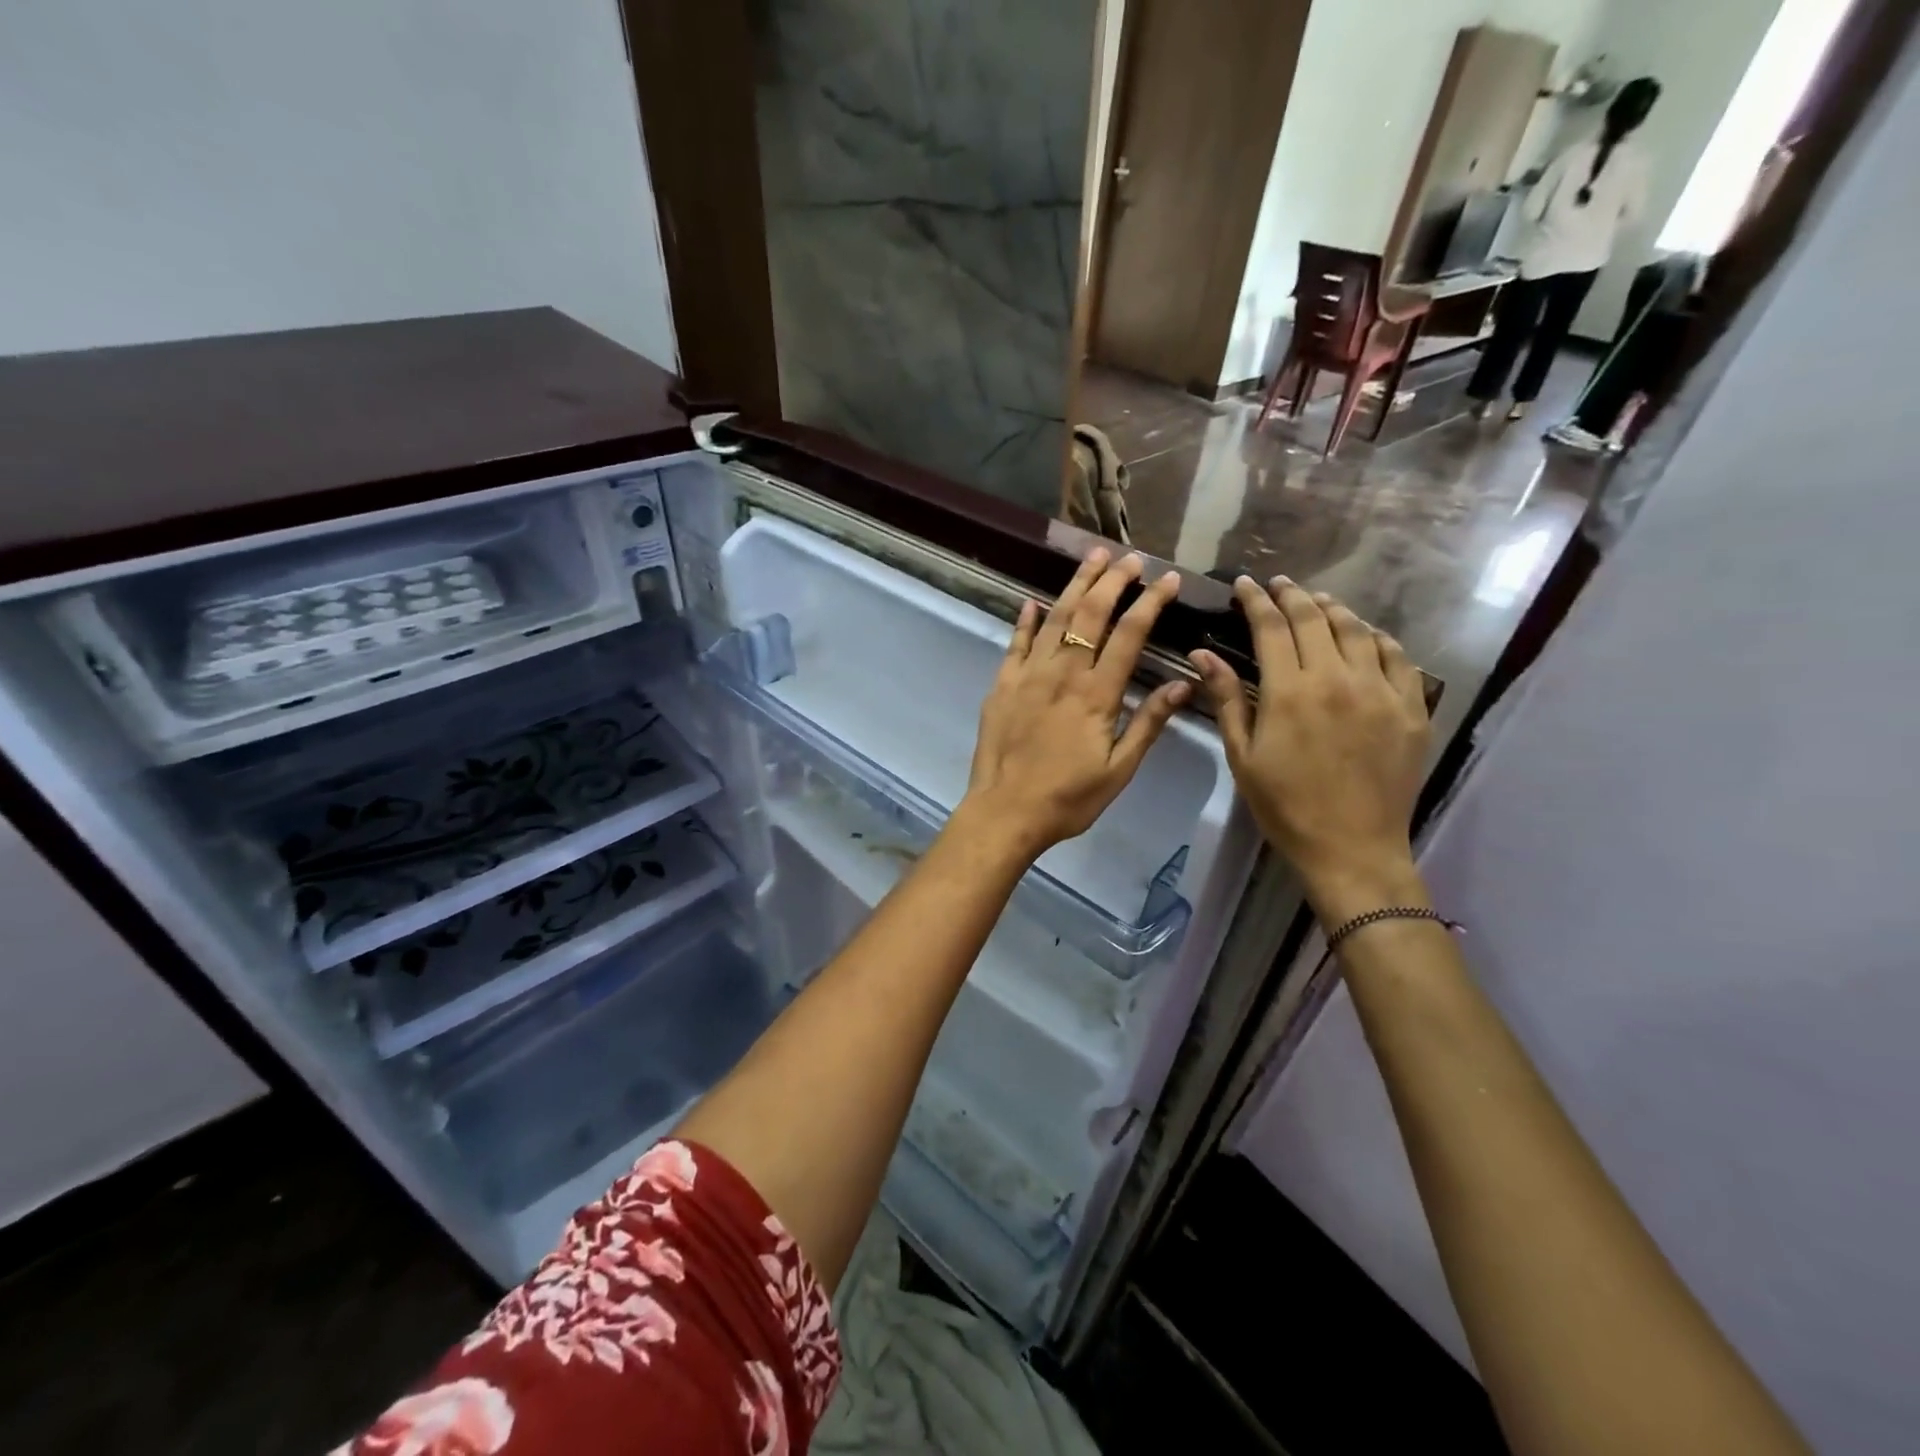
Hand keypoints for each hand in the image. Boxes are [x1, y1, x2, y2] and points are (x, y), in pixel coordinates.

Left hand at [958, 549, 1190, 863]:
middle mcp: (1062, 673)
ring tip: (1092, 559)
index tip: (1167, 579)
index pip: (1129, 635)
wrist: (1005, 811)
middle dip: (1112, 581)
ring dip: (1075, 586)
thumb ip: (1148, 723)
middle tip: (1129, 557)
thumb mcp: (1118, 769)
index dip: (1150, 603)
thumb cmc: (1068, 798)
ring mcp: (1027, 676)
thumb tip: (1184, 684)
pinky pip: (1015, 643)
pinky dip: (1026, 620)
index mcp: (1096, 694)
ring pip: (1054, 619)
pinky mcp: (1001, 685)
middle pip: (1090, 615)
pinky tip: (1033, 602)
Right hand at [1190, 577, 1430, 921]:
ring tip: (1318, 603)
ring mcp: (1381, 692)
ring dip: (1334, 610)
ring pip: (1358, 631)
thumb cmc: (1285, 806)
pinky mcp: (1411, 709)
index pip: (1272, 628)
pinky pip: (1399, 658)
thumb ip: (1226, 698)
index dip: (1256, 601)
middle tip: (1279, 584)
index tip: (1245, 584)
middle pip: (1315, 620)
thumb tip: (1201, 653)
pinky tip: (1366, 637)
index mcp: (1290, 692)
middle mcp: (1338, 680)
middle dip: (1293, 596)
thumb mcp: (1243, 755)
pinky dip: (1379, 639)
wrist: (1352, 848)